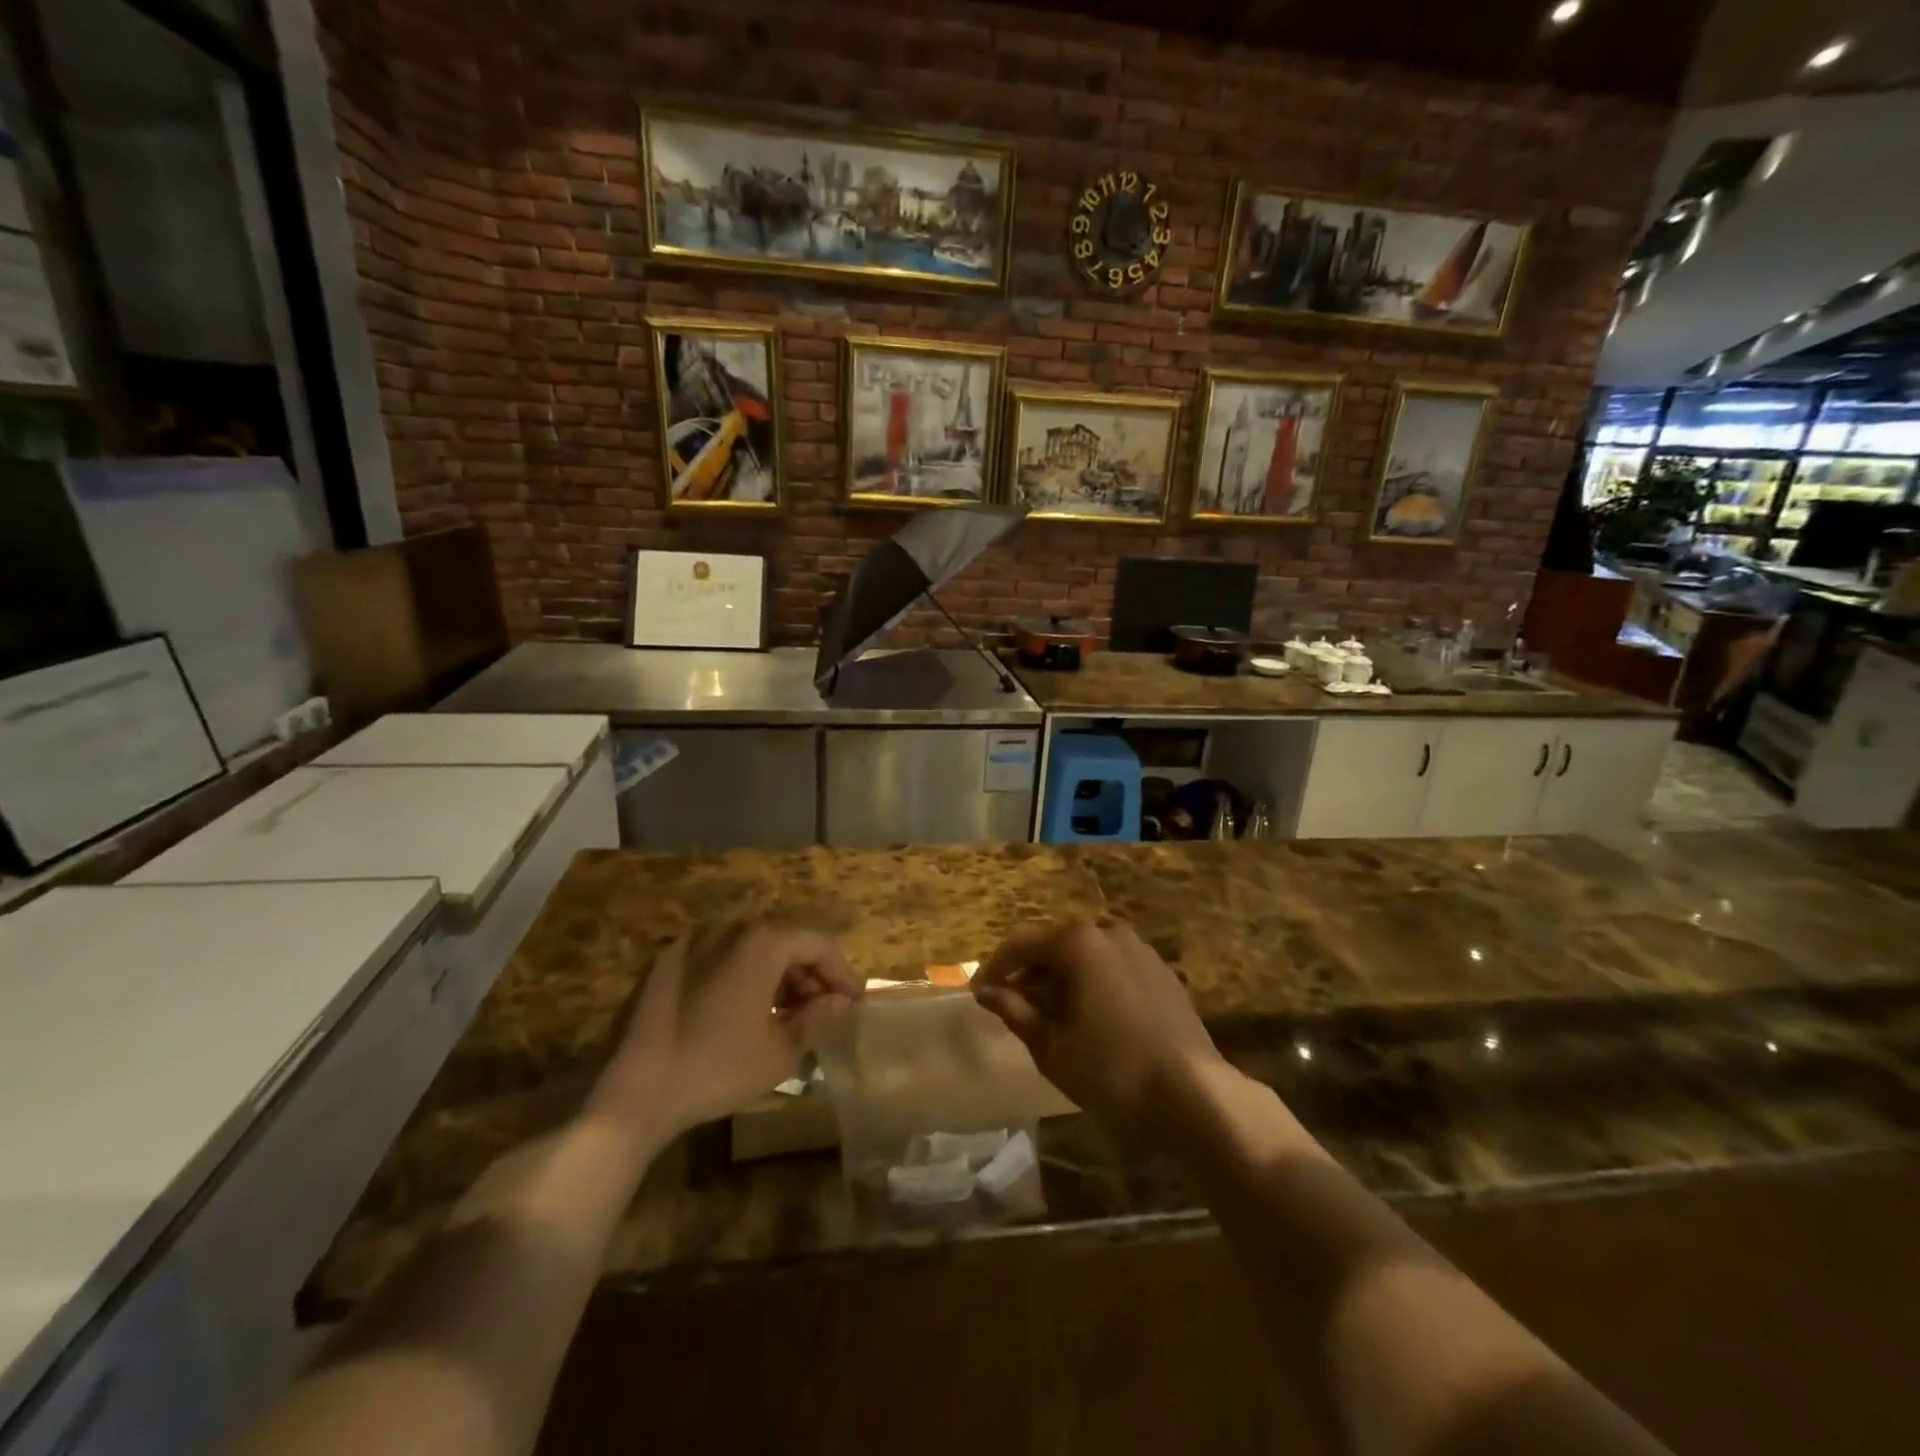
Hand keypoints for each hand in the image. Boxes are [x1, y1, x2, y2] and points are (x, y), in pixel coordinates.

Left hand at [589, 922, 858, 1143]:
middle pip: (784, 941)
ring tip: (783, 1014)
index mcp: (763, 941)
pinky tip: (739, 1012)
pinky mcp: (666, 961)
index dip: (841, 973)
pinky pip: (718, 958)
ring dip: (775, 975)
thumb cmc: (717, 1068)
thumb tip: (840, 1003)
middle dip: (808, 974)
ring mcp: (694, 941)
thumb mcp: (780, 1051)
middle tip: (820, 1011)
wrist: (631, 1089)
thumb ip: (817, 1018)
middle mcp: (730, 928)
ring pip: (750, 948)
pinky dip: (740, 976)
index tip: (852, 1003)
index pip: (819, 944)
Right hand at [971, 921, 1227, 1142]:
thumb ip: (1016, 1011)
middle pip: (1056, 947)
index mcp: (1079, 944)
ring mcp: (1141, 951)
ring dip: (1061, 981)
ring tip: (1049, 1019)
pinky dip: (1092, 986)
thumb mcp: (1052, 1046)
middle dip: (1030, 975)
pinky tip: (1089, 1020)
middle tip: (1012, 1009)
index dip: (996, 969)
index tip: (978, 995)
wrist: (1195, 1095)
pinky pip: (1114, 970)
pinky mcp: (1162, 974)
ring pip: (1087, 959)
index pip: (1022, 945)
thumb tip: (986, 992)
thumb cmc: (1112, 1071)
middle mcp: (1110, 934)